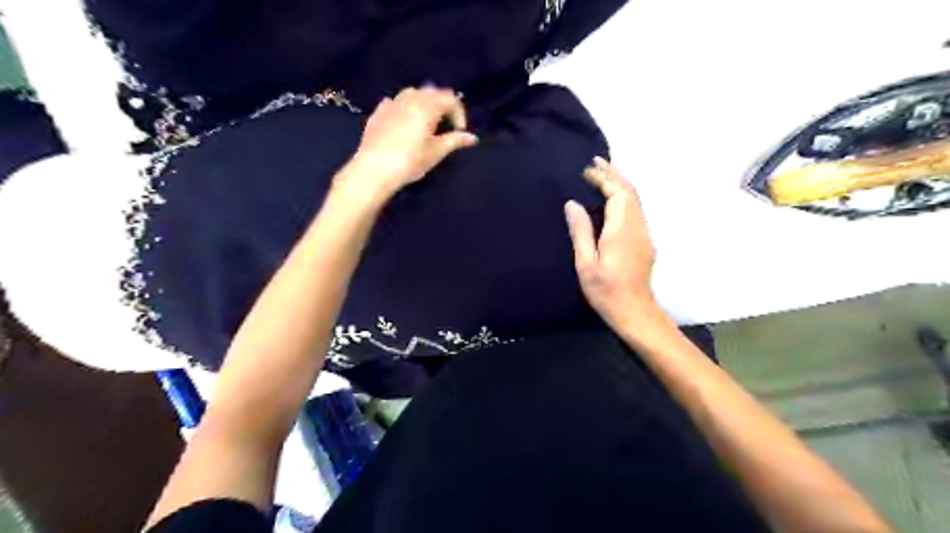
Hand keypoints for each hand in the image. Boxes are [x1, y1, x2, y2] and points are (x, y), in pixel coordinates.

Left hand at [341, 86, 479, 195]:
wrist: (374, 170)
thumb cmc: (410, 161)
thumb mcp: (436, 152)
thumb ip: (455, 141)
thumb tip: (472, 137)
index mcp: (427, 106)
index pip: (450, 99)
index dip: (459, 113)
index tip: (459, 132)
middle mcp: (410, 98)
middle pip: (432, 92)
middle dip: (442, 106)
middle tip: (445, 126)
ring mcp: (392, 103)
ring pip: (413, 93)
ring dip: (424, 103)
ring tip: (426, 124)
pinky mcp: (378, 112)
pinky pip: (396, 102)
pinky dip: (406, 108)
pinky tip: (405, 123)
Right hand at [563, 157, 661, 327]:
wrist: (634, 311)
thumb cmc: (605, 290)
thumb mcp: (586, 263)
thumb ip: (580, 232)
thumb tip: (573, 204)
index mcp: (621, 230)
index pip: (617, 193)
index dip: (603, 178)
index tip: (587, 170)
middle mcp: (637, 227)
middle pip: (630, 191)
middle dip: (614, 173)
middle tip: (596, 161)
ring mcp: (644, 233)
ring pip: (636, 199)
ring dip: (621, 183)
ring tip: (604, 173)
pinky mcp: (645, 241)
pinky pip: (636, 209)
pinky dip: (625, 196)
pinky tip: (614, 198)